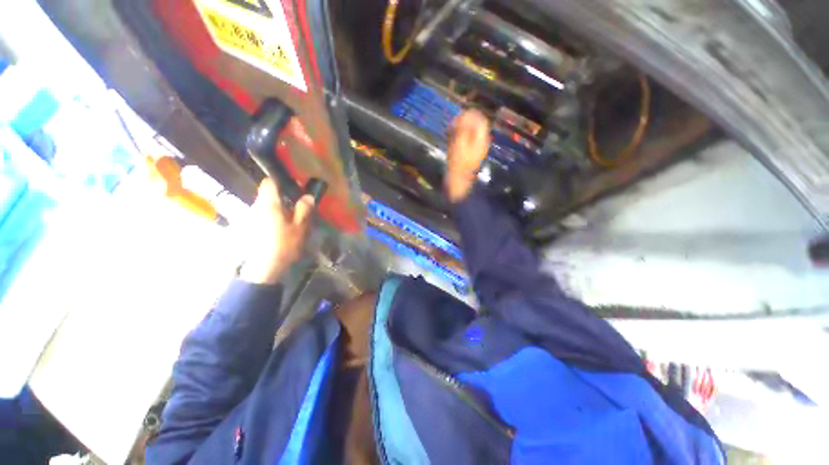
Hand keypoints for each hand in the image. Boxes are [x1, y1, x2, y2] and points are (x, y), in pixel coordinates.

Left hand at [239, 179, 315, 283]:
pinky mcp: (248, 228)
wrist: (263, 268)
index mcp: (268, 204)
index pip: (269, 183)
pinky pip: (261, 217)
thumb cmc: (283, 244)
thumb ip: (304, 209)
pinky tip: (280, 231)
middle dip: (282, 198)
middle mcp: (256, 207)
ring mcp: (250, 218)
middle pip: (268, 195)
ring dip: (277, 210)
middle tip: (297, 208)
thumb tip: (308, 196)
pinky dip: (271, 219)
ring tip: (291, 221)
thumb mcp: (300, 227)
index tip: (293, 189)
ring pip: (265, 207)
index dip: (280, 182)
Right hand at [446, 110, 490, 202]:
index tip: (458, 117)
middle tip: (452, 126)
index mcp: (481, 139)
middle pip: (476, 127)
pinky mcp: (470, 156)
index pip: (480, 120)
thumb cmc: (458, 163)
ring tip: (450, 134)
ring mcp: (476, 150)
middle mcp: (481, 143)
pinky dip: (460, 139)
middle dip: (464, 123)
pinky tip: (452, 142)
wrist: (458, 182)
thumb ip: (463, 128)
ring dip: (461, 131)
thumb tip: (466, 114)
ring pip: (471, 134)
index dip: (470, 115)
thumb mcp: (459, 143)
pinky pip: (467, 142)